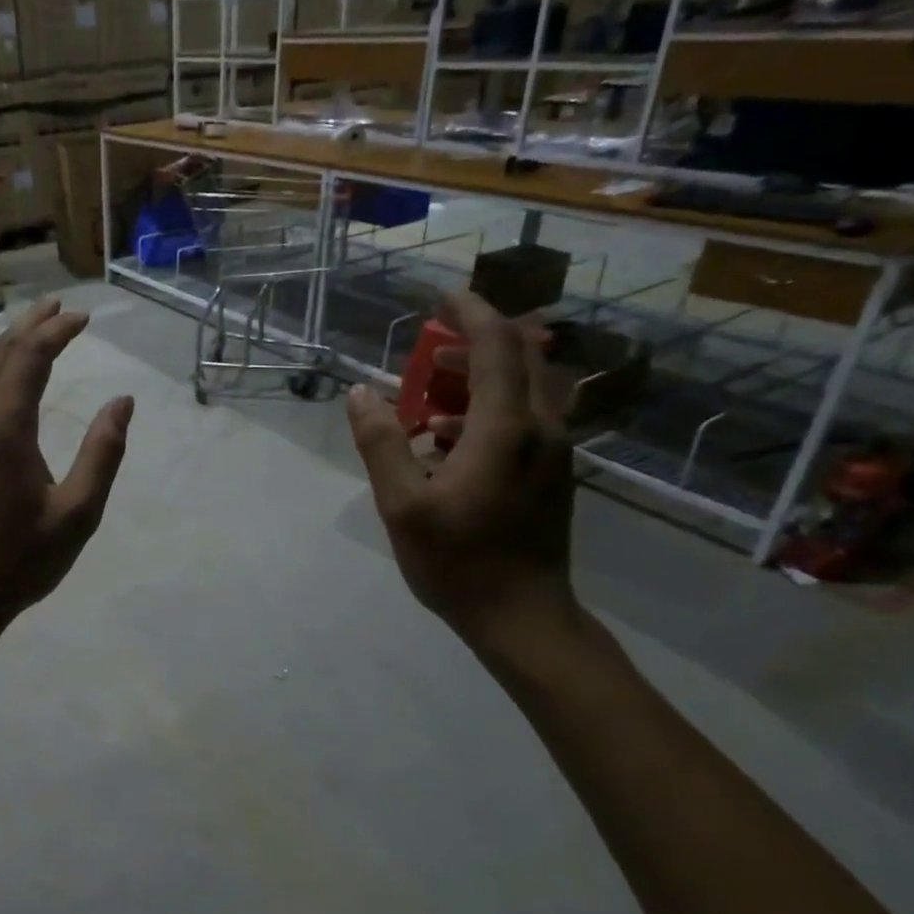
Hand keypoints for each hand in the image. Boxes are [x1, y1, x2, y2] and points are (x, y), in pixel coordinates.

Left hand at [0, 299, 134, 628]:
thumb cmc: (22, 559)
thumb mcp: (78, 513)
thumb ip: (103, 453)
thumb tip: (122, 402)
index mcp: (3, 428)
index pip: (29, 358)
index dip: (57, 331)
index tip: (82, 318)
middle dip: (30, 326)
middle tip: (58, 309)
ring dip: (1, 343)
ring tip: (28, 330)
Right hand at [346, 291, 577, 642]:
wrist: (523, 617)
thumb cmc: (458, 561)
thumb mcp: (402, 504)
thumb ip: (381, 443)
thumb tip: (360, 393)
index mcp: (506, 429)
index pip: (497, 346)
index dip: (471, 313)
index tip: (441, 297)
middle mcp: (541, 428)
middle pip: (522, 357)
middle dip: (478, 339)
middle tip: (432, 345)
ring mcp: (554, 452)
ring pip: (526, 387)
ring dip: (482, 375)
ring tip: (432, 394)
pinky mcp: (553, 472)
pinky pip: (526, 416)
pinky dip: (488, 408)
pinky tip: (446, 441)